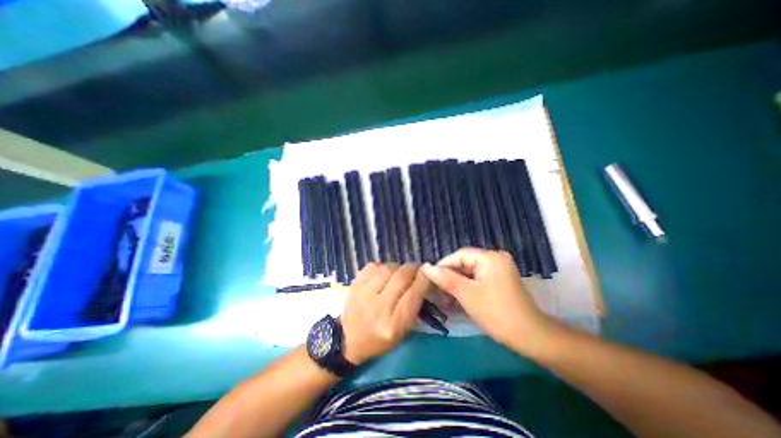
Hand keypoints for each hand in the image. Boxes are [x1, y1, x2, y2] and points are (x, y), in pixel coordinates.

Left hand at [340, 264, 429, 366]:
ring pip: (388, 268)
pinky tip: (384, 273)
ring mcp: (363, 293)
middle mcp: (378, 307)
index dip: (423, 279)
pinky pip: (373, 266)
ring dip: (398, 267)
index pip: (413, 294)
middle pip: (401, 277)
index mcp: (393, 324)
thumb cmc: (380, 339)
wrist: (348, 339)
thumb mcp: (402, 330)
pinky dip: (382, 266)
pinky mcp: (354, 284)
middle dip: (412, 269)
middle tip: (416, 269)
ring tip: (400, 271)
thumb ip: (414, 304)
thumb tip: (423, 277)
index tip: (428, 272)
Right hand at [422, 248, 554, 356]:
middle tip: (436, 291)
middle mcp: (495, 258)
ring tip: (444, 299)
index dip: (443, 265)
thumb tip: (426, 268)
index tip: (430, 278)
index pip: (460, 255)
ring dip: (456, 285)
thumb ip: (446, 279)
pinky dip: (466, 288)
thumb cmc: (497, 313)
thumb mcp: (467, 294)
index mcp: (490, 257)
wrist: (530, 337)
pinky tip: (456, 299)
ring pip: (469, 273)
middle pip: (465, 263)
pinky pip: (477, 279)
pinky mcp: (499, 280)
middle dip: (450, 277)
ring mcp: (498, 269)